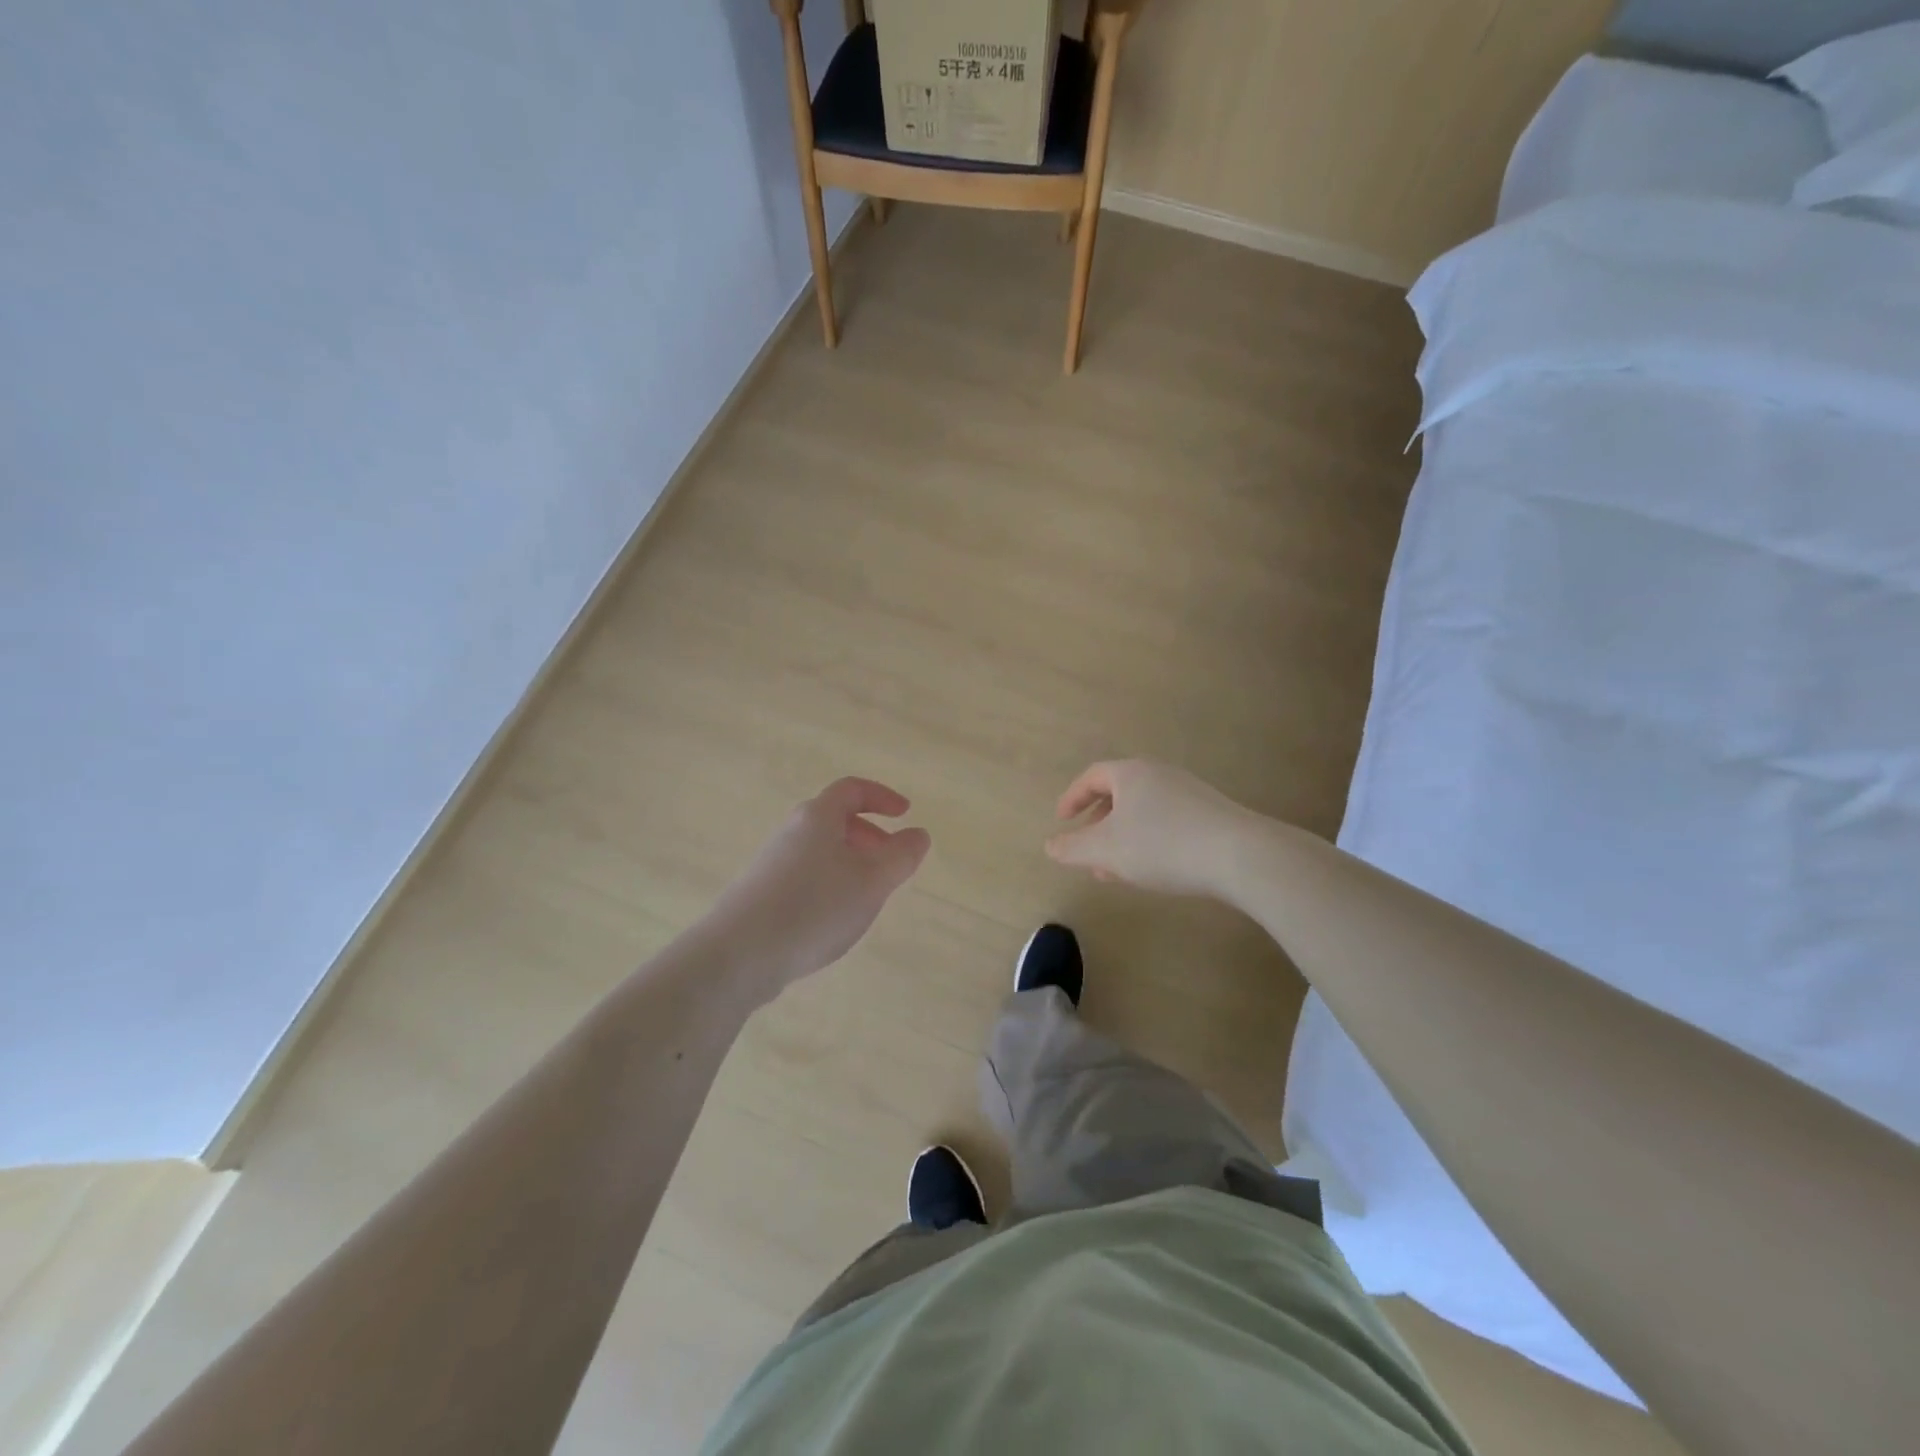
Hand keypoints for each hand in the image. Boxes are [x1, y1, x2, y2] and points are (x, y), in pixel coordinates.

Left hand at [711, 777, 930, 997]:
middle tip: (891, 861)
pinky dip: (830, 884)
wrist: (738, 954)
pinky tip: (834, 919)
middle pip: (835, 819)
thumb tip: (918, 834)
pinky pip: (806, 875)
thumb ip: (901, 856)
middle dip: (870, 835)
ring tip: (868, 896)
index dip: (882, 796)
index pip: (852, 789)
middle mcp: (791, 831)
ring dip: (851, 863)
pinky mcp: (761, 893)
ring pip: (821, 850)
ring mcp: (772, 863)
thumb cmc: (814, 907)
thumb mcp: (871, 881)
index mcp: (818, 817)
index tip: (905, 814)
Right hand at [1046, 759, 1259, 897]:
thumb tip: (1050, 845)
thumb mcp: (1106, 851)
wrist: (1240, 855)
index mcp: (1131, 774)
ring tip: (1115, 871)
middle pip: (1119, 793)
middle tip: (1087, 850)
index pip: (1092, 777)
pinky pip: (1167, 822)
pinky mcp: (1211, 814)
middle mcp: (1160, 774)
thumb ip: (1072, 848)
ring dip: (1122, 838)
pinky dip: (1148, 841)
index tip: (1061, 821)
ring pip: (1143, 812)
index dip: (1072, 798)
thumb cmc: (1162, 845)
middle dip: (1098, 824)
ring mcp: (1189, 793)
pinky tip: (1153, 871)